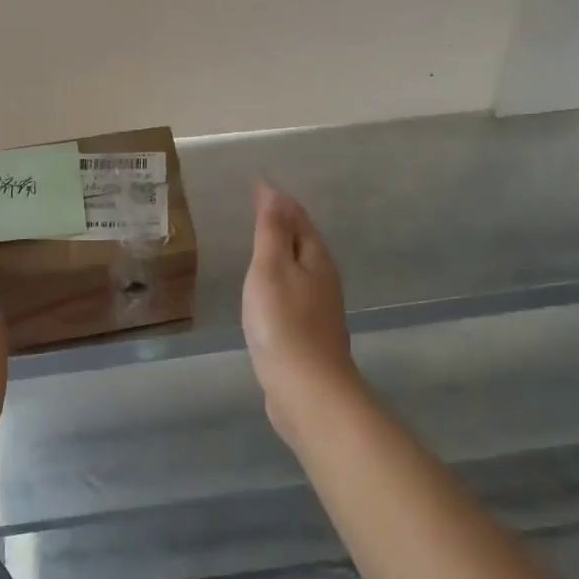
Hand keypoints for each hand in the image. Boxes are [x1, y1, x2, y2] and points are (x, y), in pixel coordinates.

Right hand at [242, 184, 364, 443]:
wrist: (307, 391)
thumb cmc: (284, 324)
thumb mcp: (271, 268)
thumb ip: (272, 230)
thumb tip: (274, 190)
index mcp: (317, 258)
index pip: (299, 218)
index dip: (279, 202)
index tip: (257, 187)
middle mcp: (324, 279)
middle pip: (303, 242)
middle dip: (283, 224)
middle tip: (255, 210)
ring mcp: (319, 309)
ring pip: (299, 270)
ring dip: (281, 254)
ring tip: (257, 246)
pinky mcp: (309, 334)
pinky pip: (292, 295)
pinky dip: (278, 283)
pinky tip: (264, 293)